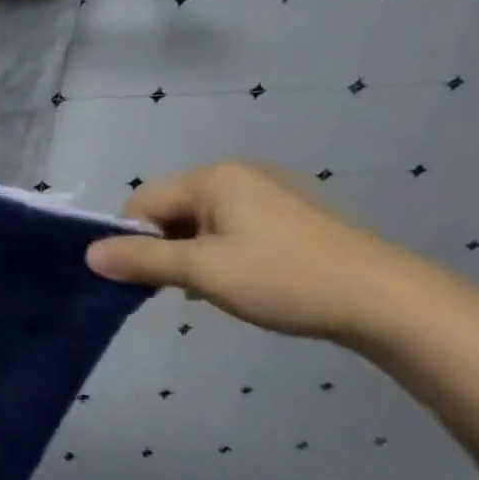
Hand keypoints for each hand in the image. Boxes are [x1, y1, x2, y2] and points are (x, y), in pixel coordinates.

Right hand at [84, 162, 418, 342]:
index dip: (133, 241)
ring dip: (193, 256)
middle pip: (170, 211)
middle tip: (181, 288)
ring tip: (213, 290)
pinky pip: (232, 231)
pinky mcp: (291, 218)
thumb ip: (141, 260)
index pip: (142, 203)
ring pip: (201, 224)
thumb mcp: (202, 271)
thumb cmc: (285, 279)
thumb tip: (88, 255)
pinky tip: (240, 284)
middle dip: (165, 249)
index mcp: (212, 178)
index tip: (145, 280)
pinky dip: (222, 256)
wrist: (390, 303)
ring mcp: (268, 195)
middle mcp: (237, 175)